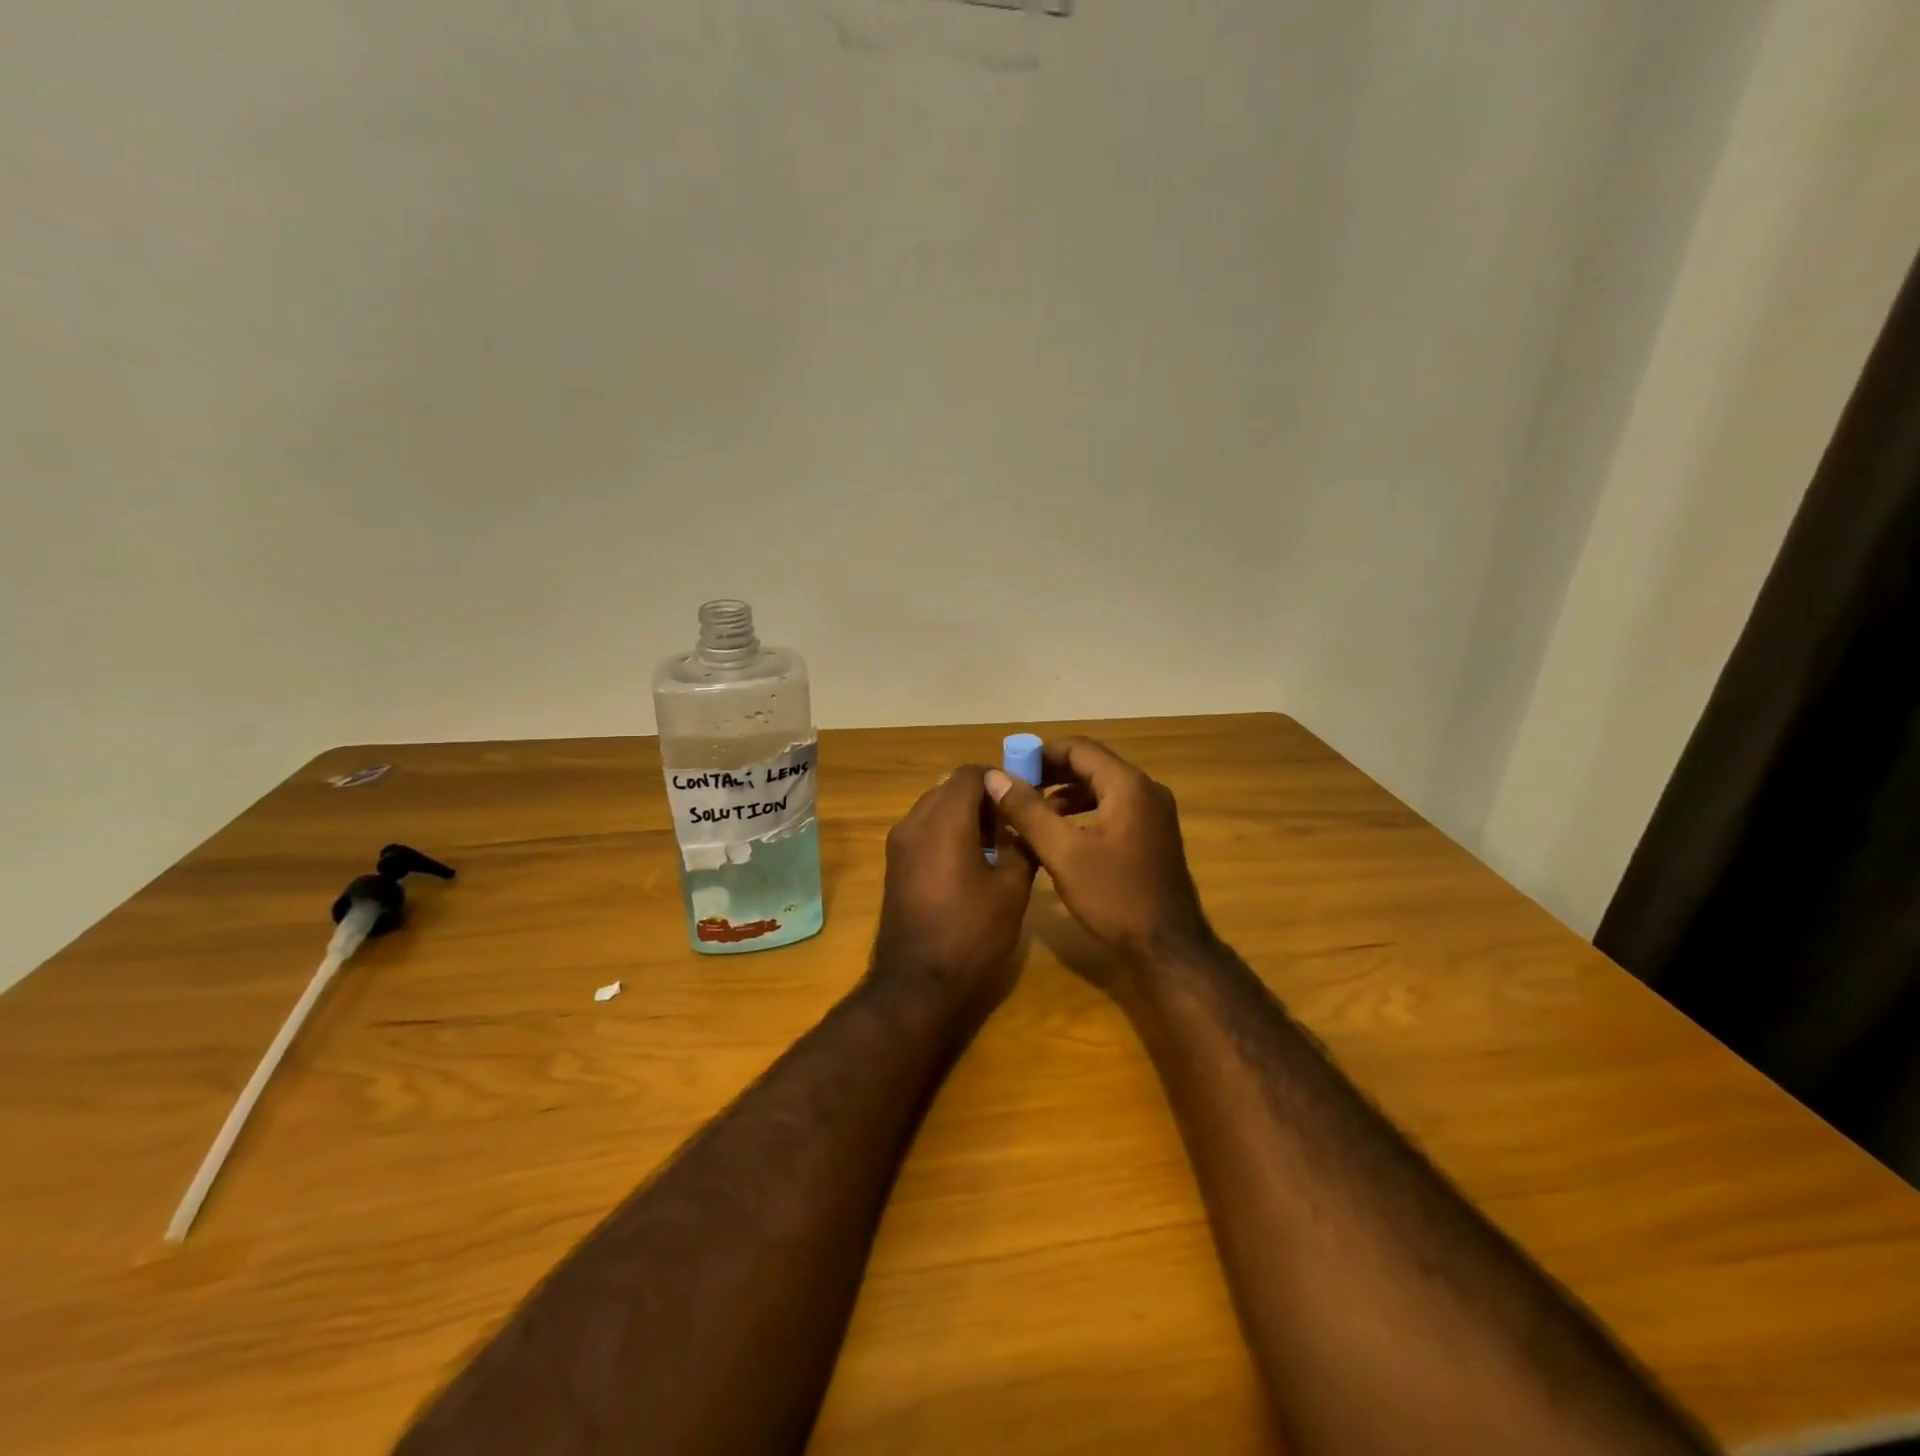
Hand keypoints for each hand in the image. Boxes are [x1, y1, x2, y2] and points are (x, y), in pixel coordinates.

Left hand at [870, 765, 1036, 1013]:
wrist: (917, 984)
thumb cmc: (971, 934)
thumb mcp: (1012, 889)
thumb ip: (1023, 844)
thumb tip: (1027, 821)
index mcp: (944, 821)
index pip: (970, 773)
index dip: (1000, 778)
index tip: (1024, 797)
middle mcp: (914, 822)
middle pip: (950, 788)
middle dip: (983, 797)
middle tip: (1013, 822)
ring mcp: (898, 844)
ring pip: (935, 808)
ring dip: (964, 815)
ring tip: (997, 844)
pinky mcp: (894, 864)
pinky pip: (923, 830)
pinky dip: (947, 832)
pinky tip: (972, 862)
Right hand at [986, 737, 1210, 963]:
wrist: (1168, 947)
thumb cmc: (1115, 896)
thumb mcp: (1063, 854)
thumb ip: (1027, 811)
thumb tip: (995, 777)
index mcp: (1127, 785)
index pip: (1077, 748)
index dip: (1039, 755)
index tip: (1009, 773)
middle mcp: (1145, 789)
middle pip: (1090, 765)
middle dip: (1050, 775)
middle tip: (1015, 793)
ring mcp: (1154, 813)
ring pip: (1101, 788)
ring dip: (1065, 794)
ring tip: (1031, 814)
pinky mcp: (1153, 834)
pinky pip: (1113, 808)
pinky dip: (1084, 812)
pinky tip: (1061, 835)